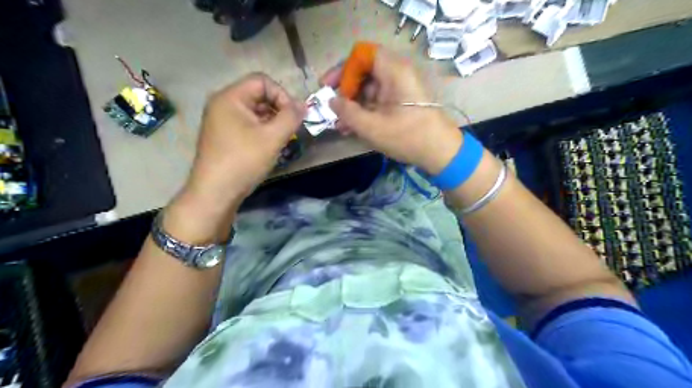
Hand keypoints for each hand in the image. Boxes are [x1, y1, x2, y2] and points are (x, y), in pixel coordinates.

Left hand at [183, 72, 304, 210]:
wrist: (215, 192)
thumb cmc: (243, 161)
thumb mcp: (272, 138)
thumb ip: (291, 117)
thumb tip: (303, 105)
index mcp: (230, 97)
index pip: (262, 81)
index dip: (282, 95)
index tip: (293, 116)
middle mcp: (222, 104)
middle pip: (258, 95)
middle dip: (278, 109)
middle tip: (290, 129)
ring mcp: (221, 121)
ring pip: (254, 111)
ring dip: (272, 121)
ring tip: (281, 139)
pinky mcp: (223, 135)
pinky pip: (247, 124)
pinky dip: (262, 130)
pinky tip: (269, 146)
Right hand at [323, 47, 463, 173]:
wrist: (441, 152)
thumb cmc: (408, 137)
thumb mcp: (372, 127)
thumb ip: (348, 112)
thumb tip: (331, 101)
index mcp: (394, 71)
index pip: (362, 55)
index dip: (342, 69)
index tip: (328, 87)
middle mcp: (397, 74)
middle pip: (364, 72)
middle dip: (345, 90)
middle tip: (332, 108)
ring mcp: (400, 89)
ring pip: (370, 89)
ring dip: (353, 105)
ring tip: (339, 124)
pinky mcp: (401, 103)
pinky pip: (378, 100)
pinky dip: (365, 111)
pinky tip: (352, 127)